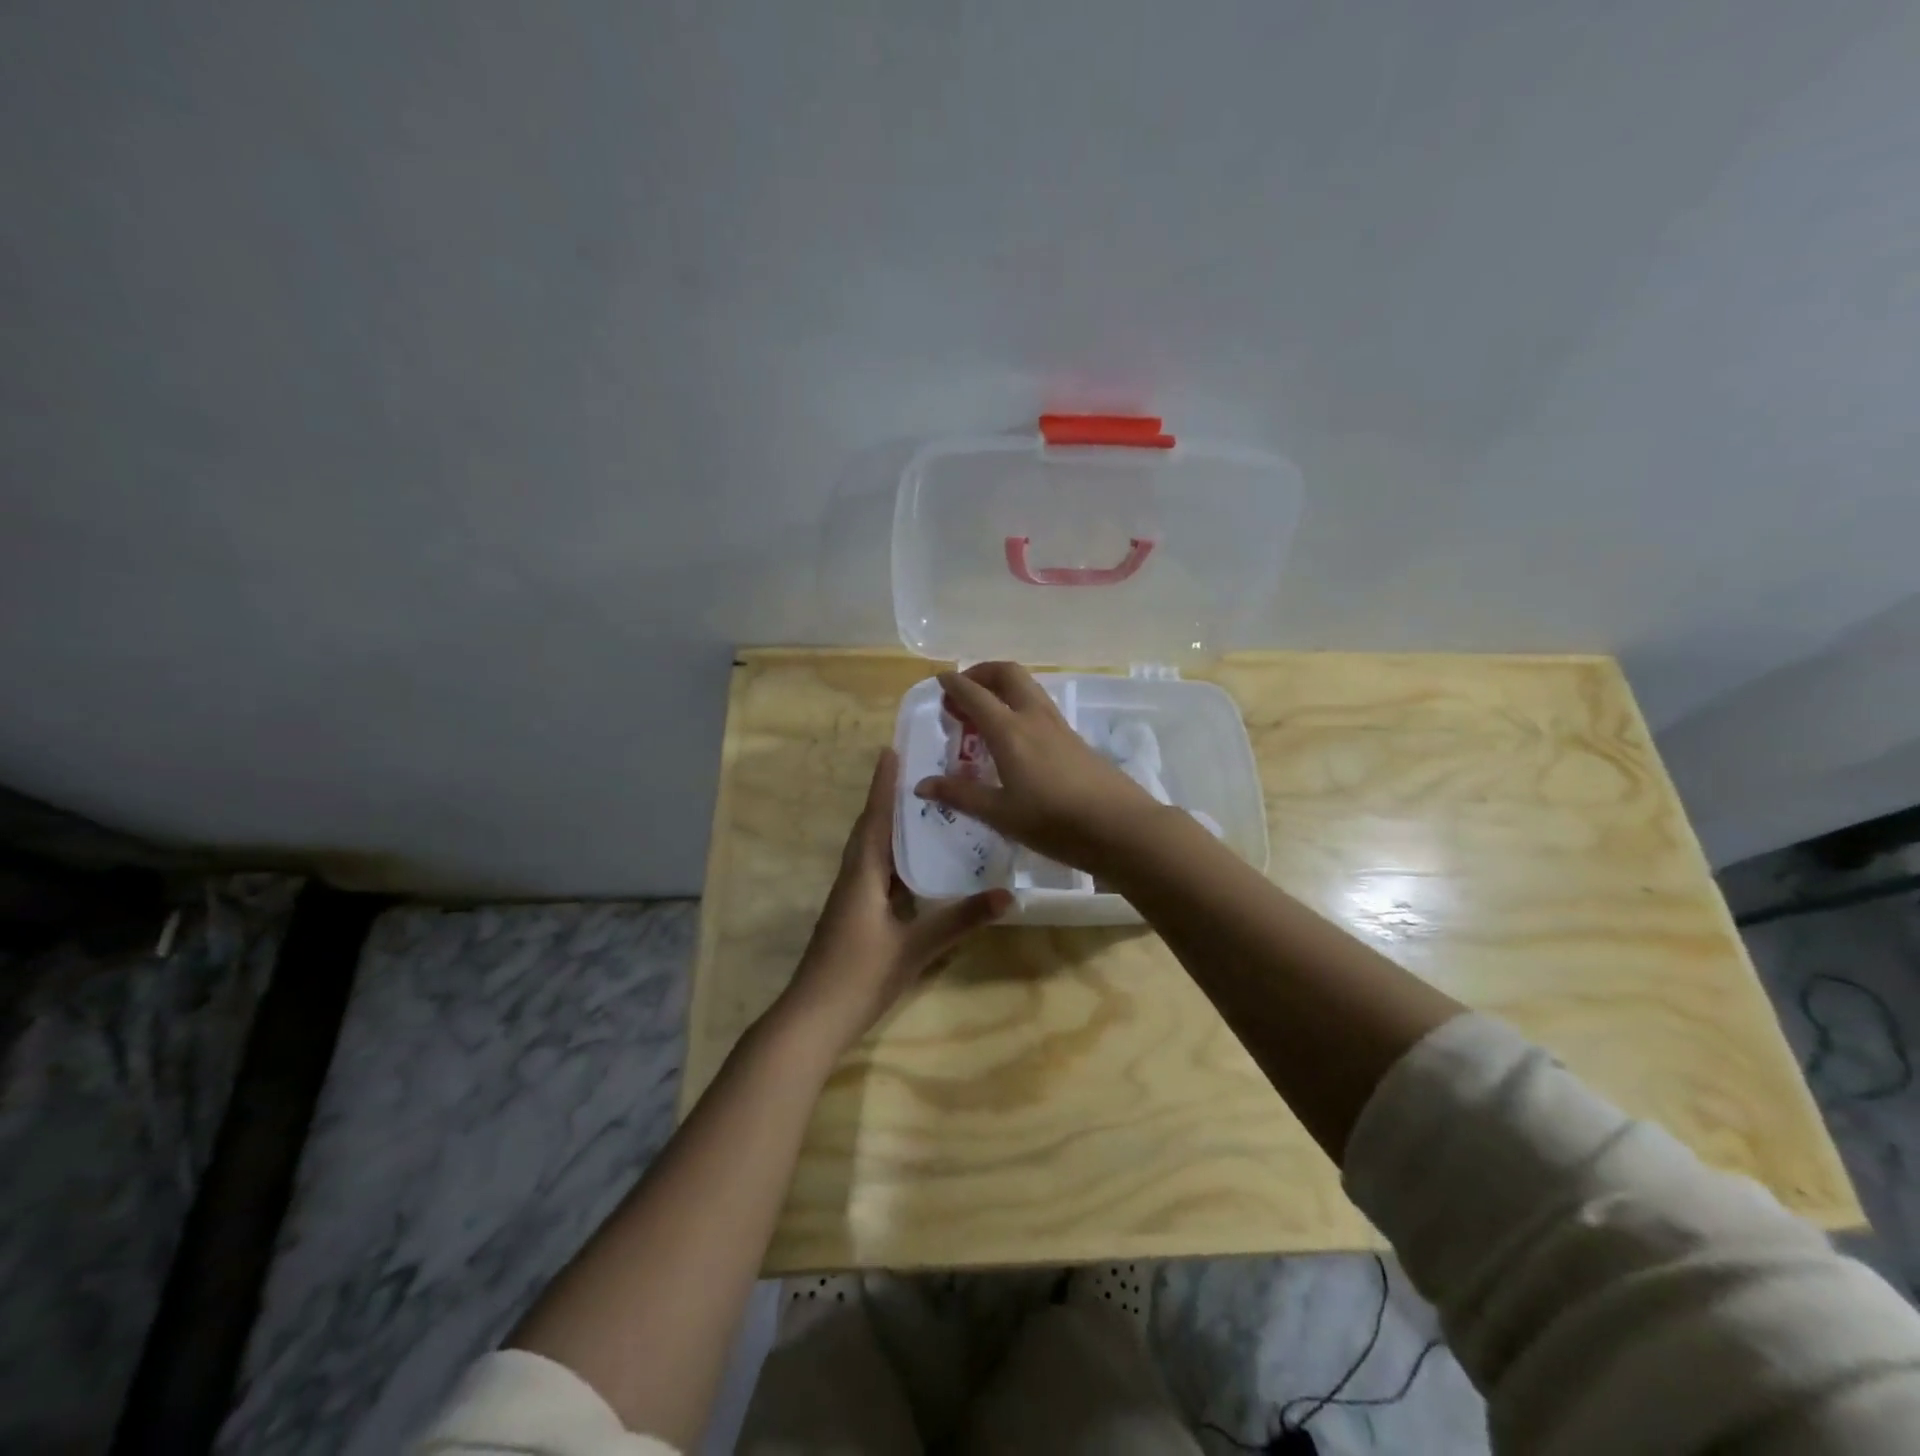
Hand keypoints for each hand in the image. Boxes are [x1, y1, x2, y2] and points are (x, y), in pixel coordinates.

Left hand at [778, 748, 1009, 1056]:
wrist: (813, 1019)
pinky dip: (894, 858)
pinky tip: (916, 865)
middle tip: (918, 772)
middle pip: (871, 828)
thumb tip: (1007, 895)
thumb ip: (960, 921)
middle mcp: (853, 878)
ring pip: (872, 851)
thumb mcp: (915, 948)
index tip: (891, 750)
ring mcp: (850, 898)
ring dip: (891, 826)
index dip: (883, 785)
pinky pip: (876, 873)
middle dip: (889, 799)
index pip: (875, 818)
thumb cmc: (860, 976)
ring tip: (923, 809)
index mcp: (862, 874)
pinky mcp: (854, 915)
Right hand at [913, 662, 1168, 877]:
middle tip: (964, 692)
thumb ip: (961, 795)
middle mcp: (1033, 717)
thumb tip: (921, 785)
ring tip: (985, 713)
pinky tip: (1014, 737)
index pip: (975, 694)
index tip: (940, 681)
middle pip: (1007, 674)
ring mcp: (1058, 725)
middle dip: (982, 673)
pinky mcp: (1074, 739)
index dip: (954, 684)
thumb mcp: (1001, 814)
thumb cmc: (1054, 821)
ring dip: (1002, 688)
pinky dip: (1018, 705)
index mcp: (1009, 730)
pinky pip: (1039, 706)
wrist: (1120, 827)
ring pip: (1027, 687)